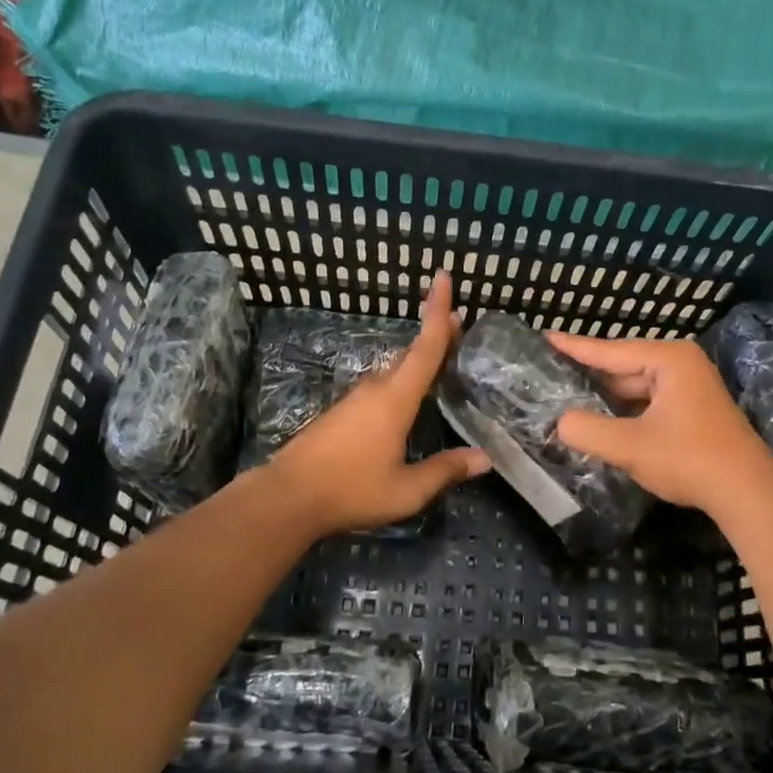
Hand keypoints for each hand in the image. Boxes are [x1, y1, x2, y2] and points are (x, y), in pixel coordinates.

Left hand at [269, 271, 489, 535]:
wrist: (288, 497)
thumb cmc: (351, 489)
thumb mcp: (406, 490)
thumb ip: (445, 471)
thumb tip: (485, 459)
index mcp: (395, 399)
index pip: (425, 347)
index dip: (438, 312)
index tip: (444, 276)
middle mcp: (376, 390)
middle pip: (410, 354)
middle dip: (434, 335)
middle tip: (459, 326)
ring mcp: (354, 399)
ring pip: (393, 371)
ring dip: (416, 362)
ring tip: (439, 360)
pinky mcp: (341, 413)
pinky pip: (380, 388)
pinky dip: (400, 383)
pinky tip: (406, 401)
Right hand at [547, 333, 772, 514]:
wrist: (747, 493)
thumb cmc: (689, 459)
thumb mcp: (629, 446)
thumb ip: (587, 431)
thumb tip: (560, 422)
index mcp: (668, 359)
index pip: (610, 350)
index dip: (574, 347)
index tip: (545, 337)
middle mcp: (681, 364)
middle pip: (623, 367)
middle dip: (589, 377)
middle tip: (549, 377)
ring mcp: (690, 387)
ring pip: (635, 388)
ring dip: (607, 398)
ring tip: (566, 399)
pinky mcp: (693, 410)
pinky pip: (648, 402)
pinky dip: (625, 411)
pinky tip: (601, 421)